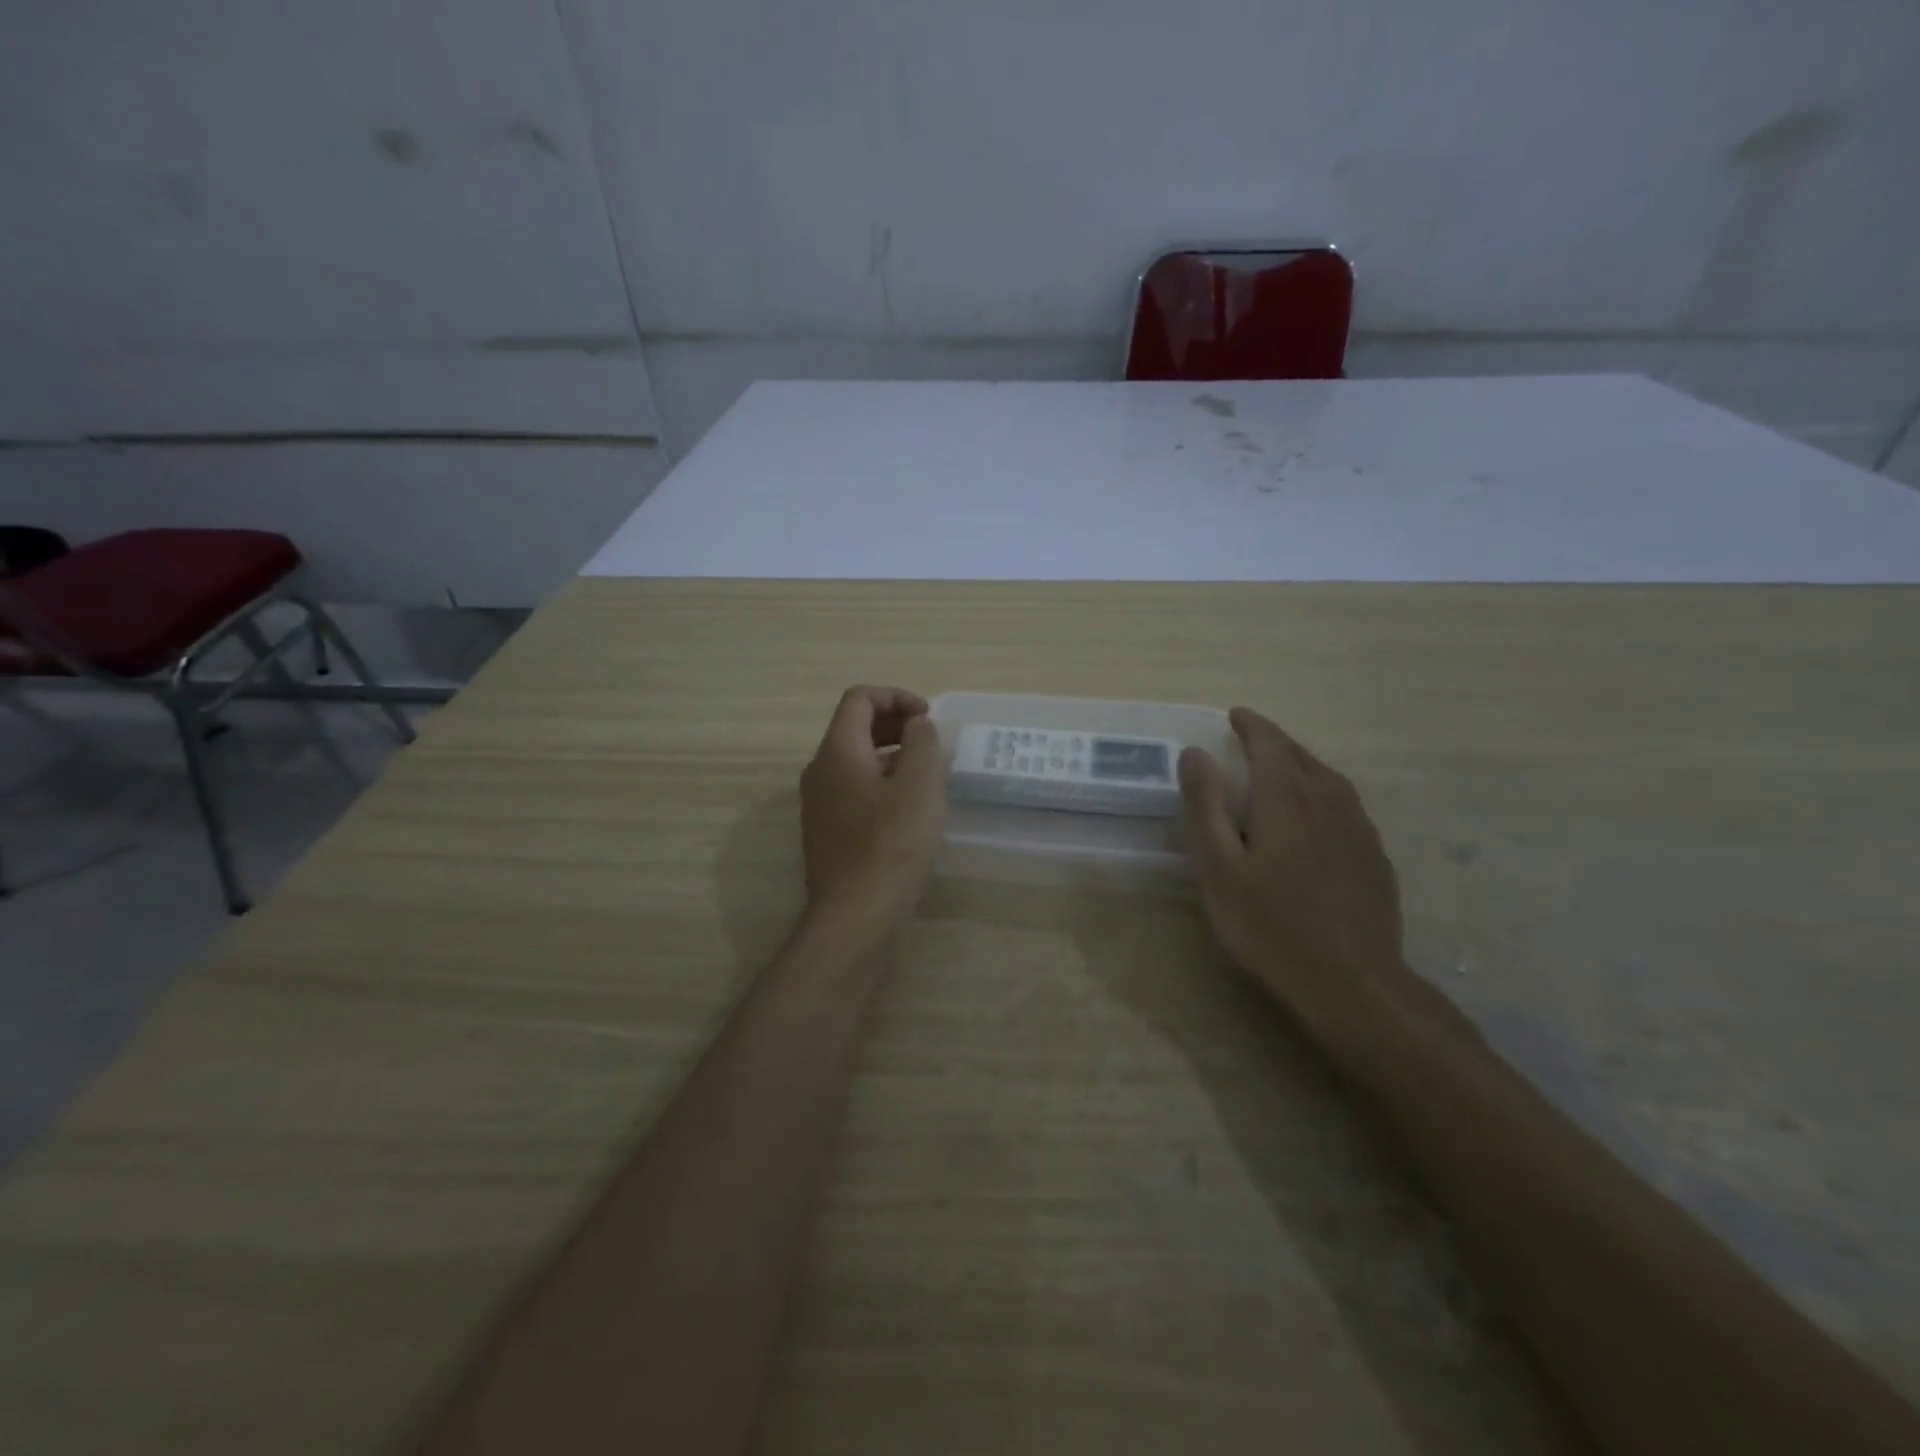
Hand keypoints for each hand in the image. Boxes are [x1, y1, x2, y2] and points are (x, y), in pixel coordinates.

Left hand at [799, 686, 947, 934]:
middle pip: (854, 727)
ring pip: (854, 760)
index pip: (859, 699)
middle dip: (894, 723)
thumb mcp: (920, 785)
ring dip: (890, 754)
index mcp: (838, 751)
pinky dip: (880, 781)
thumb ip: (922, 743)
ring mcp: (819, 803)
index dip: (896, 696)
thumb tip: (916, 725)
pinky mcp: (827, 831)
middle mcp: (820, 771)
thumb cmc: (892, 844)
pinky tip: (907, 808)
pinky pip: (853, 789)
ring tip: (926, 773)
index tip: (928, 718)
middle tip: (930, 740)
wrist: (856, 916)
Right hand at [1178, 707, 1408, 1043]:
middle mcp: (1328, 801)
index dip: (1252, 726)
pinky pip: (1346, 805)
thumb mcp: (1219, 867)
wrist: (1352, 983)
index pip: (1270, 744)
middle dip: (1275, 742)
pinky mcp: (1374, 857)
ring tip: (1281, 769)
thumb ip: (1206, 806)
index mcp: (1286, 798)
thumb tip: (1194, 752)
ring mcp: (1358, 829)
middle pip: (1301, 757)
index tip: (1234, 716)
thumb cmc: (1270, 925)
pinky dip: (1323, 793)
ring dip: (1301, 764)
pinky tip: (1317, 816)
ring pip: (1328, 779)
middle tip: (1251, 740)